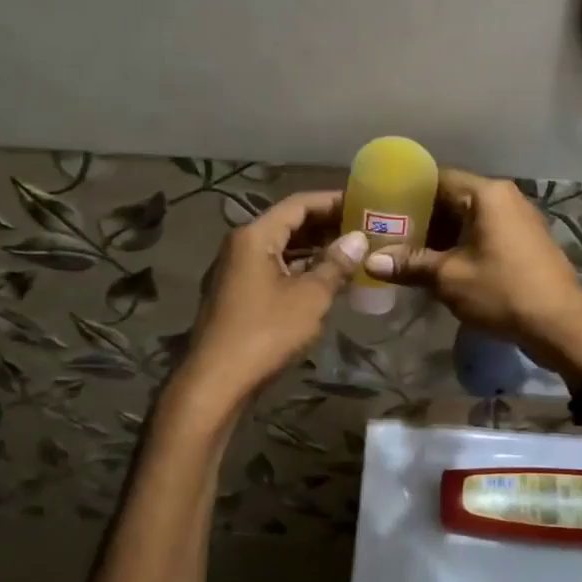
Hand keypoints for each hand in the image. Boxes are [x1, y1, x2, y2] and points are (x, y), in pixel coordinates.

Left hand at [170, 191, 366, 415]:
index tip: (363, 203)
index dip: (332, 200)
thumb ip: (336, 264)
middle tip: (364, 228)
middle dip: (326, 225)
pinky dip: (300, 269)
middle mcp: (241, 245)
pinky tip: (326, 279)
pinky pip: (273, 270)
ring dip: (314, 249)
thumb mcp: (310, 297)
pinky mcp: (237, 295)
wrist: (217, 381)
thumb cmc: (266, 332)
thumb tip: (358, 239)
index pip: (299, 204)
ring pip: (281, 249)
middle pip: (288, 224)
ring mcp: (236, 271)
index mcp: (255, 235)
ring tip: (352, 252)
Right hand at [363, 169, 581, 382]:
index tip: (381, 207)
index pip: (437, 178)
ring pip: (466, 218)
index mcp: (487, 194)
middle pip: (451, 198)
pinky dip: (459, 245)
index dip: (406, 192)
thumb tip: (369, 262)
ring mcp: (517, 219)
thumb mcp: (449, 278)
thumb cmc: (502, 291)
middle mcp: (504, 198)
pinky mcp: (523, 241)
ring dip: (439, 235)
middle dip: (420, 217)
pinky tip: (437, 265)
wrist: (560, 324)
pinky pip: (482, 233)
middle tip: (387, 234)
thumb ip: (409, 265)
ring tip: (406, 253)